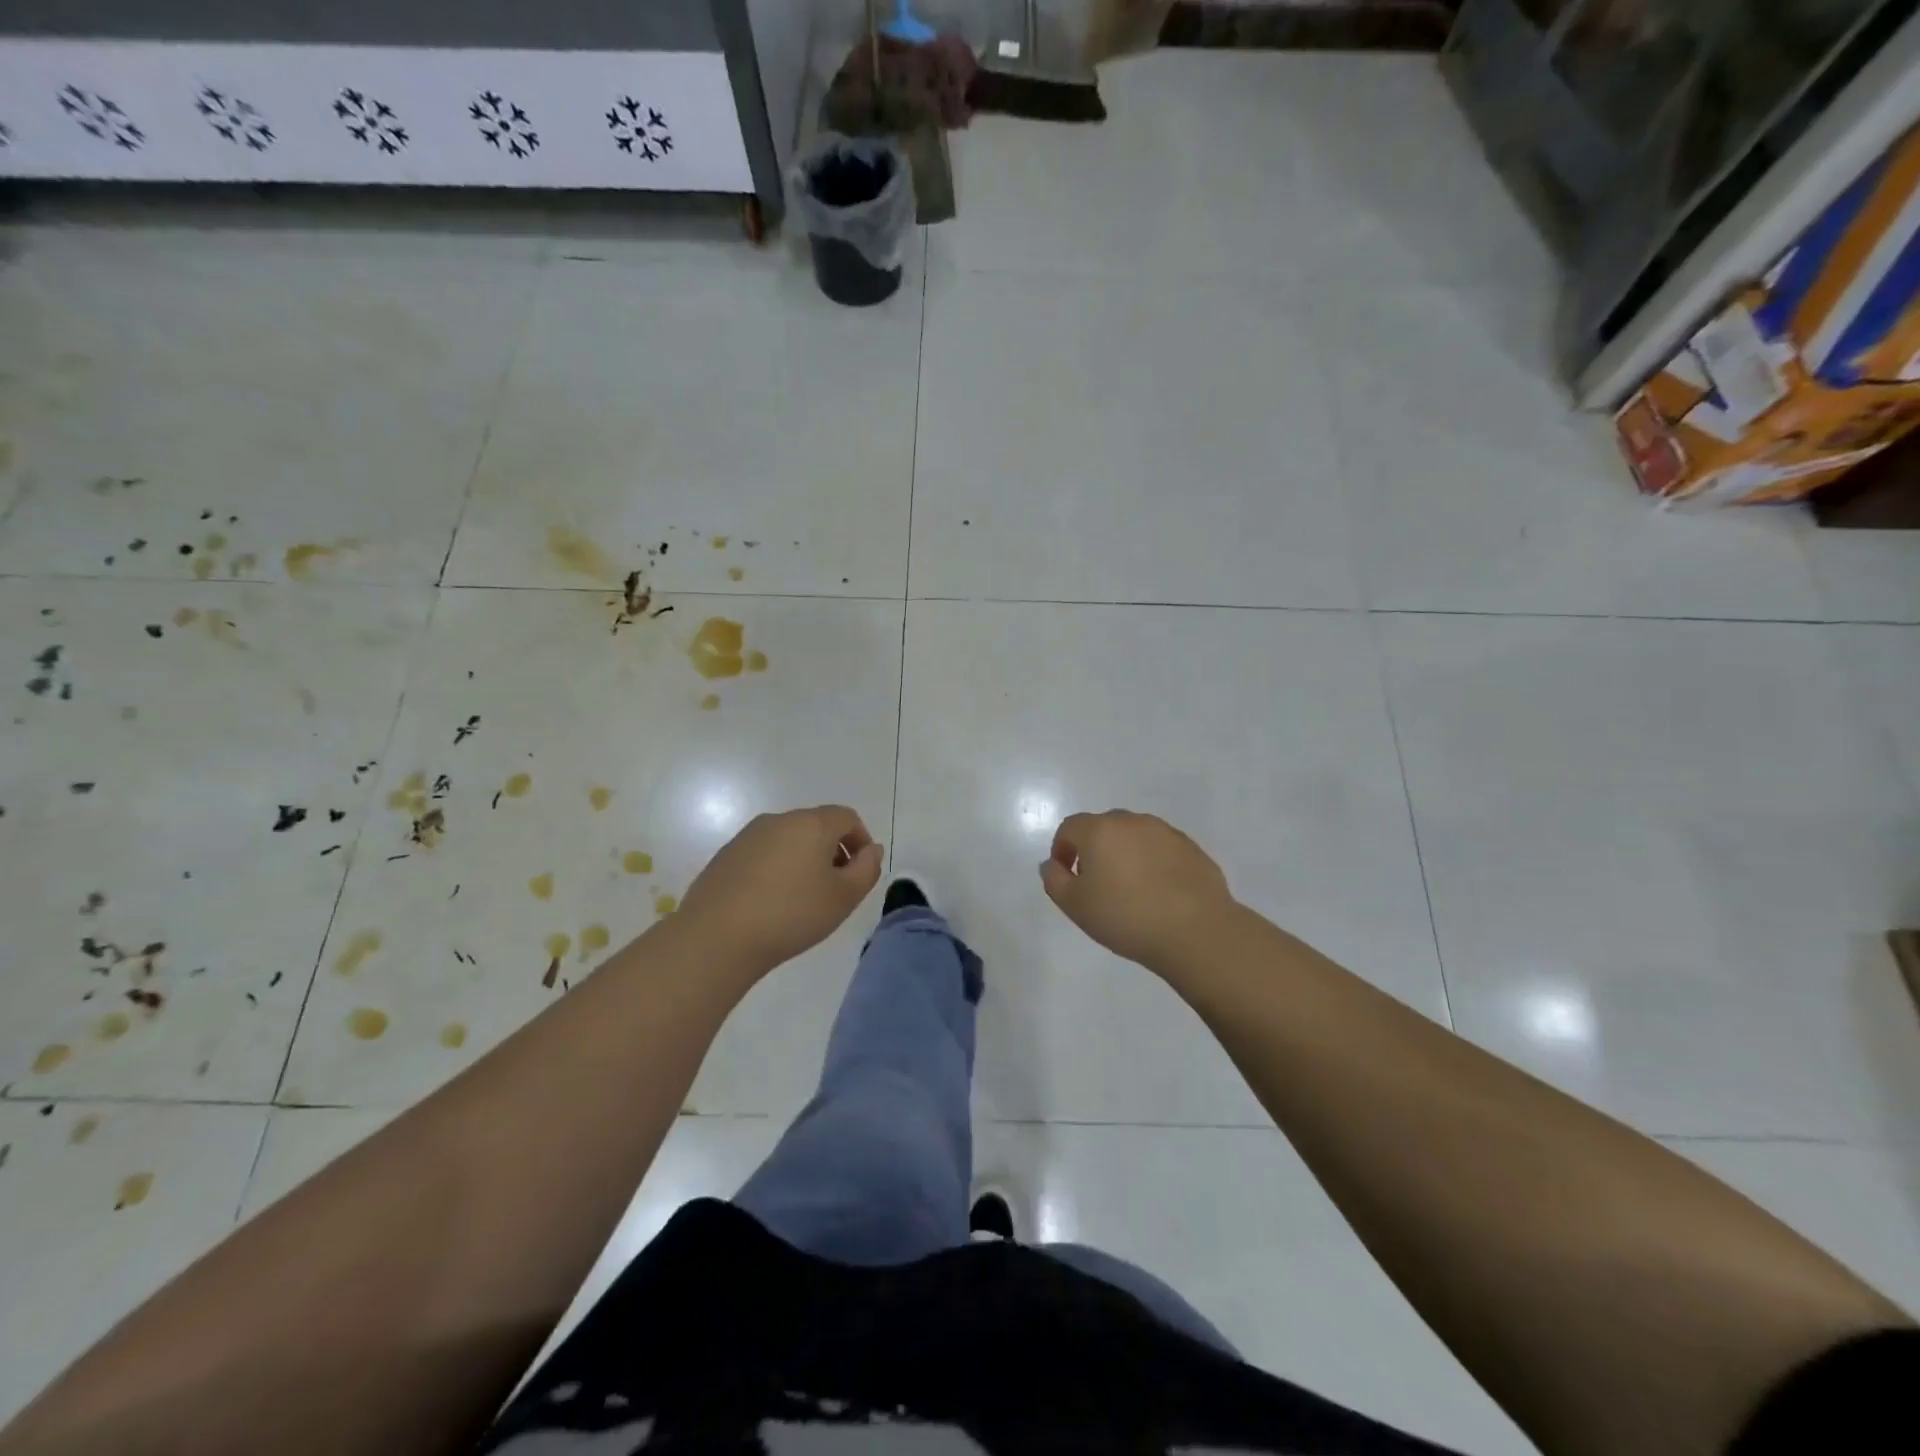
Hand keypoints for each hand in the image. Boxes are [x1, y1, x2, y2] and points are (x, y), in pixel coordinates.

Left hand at [677, 805, 883, 973]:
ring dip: (803, 860)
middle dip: (832, 851)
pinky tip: (770, 903)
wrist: (717, 937)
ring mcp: (747, 836)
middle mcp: (778, 820)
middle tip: (835, 888)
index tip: (860, 872)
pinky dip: (775, 869)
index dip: (860, 840)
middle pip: (816, 826)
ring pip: (788, 840)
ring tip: (802, 899)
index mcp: (811, 824)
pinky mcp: (725, 856)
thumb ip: (866, 869)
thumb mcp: (844, 897)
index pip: (846, 817)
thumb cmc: (791, 914)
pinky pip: (762, 854)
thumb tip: (870, 849)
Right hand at [1040, 810, 1235, 971]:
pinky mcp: (1191, 848)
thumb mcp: (1075, 905)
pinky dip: (1153, 863)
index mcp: (1100, 830)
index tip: (1066, 876)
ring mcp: (1165, 832)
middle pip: (1103, 827)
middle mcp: (1132, 822)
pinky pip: (1161, 849)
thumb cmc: (1126, 917)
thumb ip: (1054, 880)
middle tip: (1097, 883)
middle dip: (1094, 849)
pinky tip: (1158, 893)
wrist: (1195, 930)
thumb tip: (1052, 864)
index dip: (1062, 849)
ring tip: (1130, 889)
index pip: (1070, 827)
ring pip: (1135, 836)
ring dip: (1125, 854)